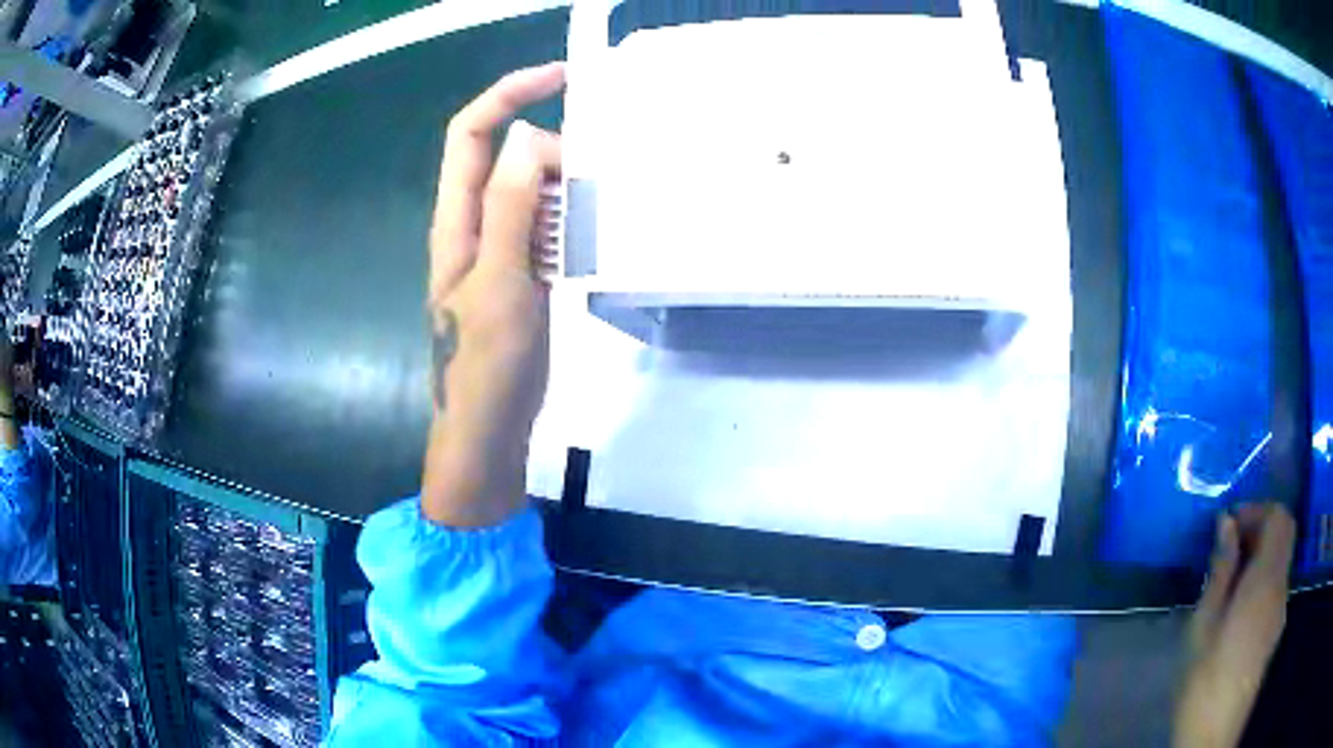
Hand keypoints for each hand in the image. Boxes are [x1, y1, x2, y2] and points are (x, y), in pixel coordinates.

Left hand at [421, 64, 563, 526]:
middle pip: (506, 156)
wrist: (488, 431)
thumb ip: (507, 210)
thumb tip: (525, 138)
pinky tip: (600, 228)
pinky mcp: (523, 273)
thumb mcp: (498, 286)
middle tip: (598, 168)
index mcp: (457, 221)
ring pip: (530, 190)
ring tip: (606, 195)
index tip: (562, 77)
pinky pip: (547, 226)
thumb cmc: (485, 367)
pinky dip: (573, 215)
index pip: (471, 134)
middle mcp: (475, 225)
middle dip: (550, 144)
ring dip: (566, 180)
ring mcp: (501, 250)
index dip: (508, 94)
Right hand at [1174, 503, 1294, 747]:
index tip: (1230, 525)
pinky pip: (1276, 584)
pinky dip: (1263, 578)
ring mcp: (1281, 607)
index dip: (1258, 511)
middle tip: (1230, 548)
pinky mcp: (1276, 626)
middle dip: (1261, 529)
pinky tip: (1239, 607)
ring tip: (1230, 580)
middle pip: (1284, 533)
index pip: (1279, 517)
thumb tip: (1226, 523)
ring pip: (1281, 559)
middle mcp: (1281, 585)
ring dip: (1261, 556)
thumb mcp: (1205, 625)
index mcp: (1266, 578)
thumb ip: (1221, 570)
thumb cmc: (1206, 678)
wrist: (1216, 730)